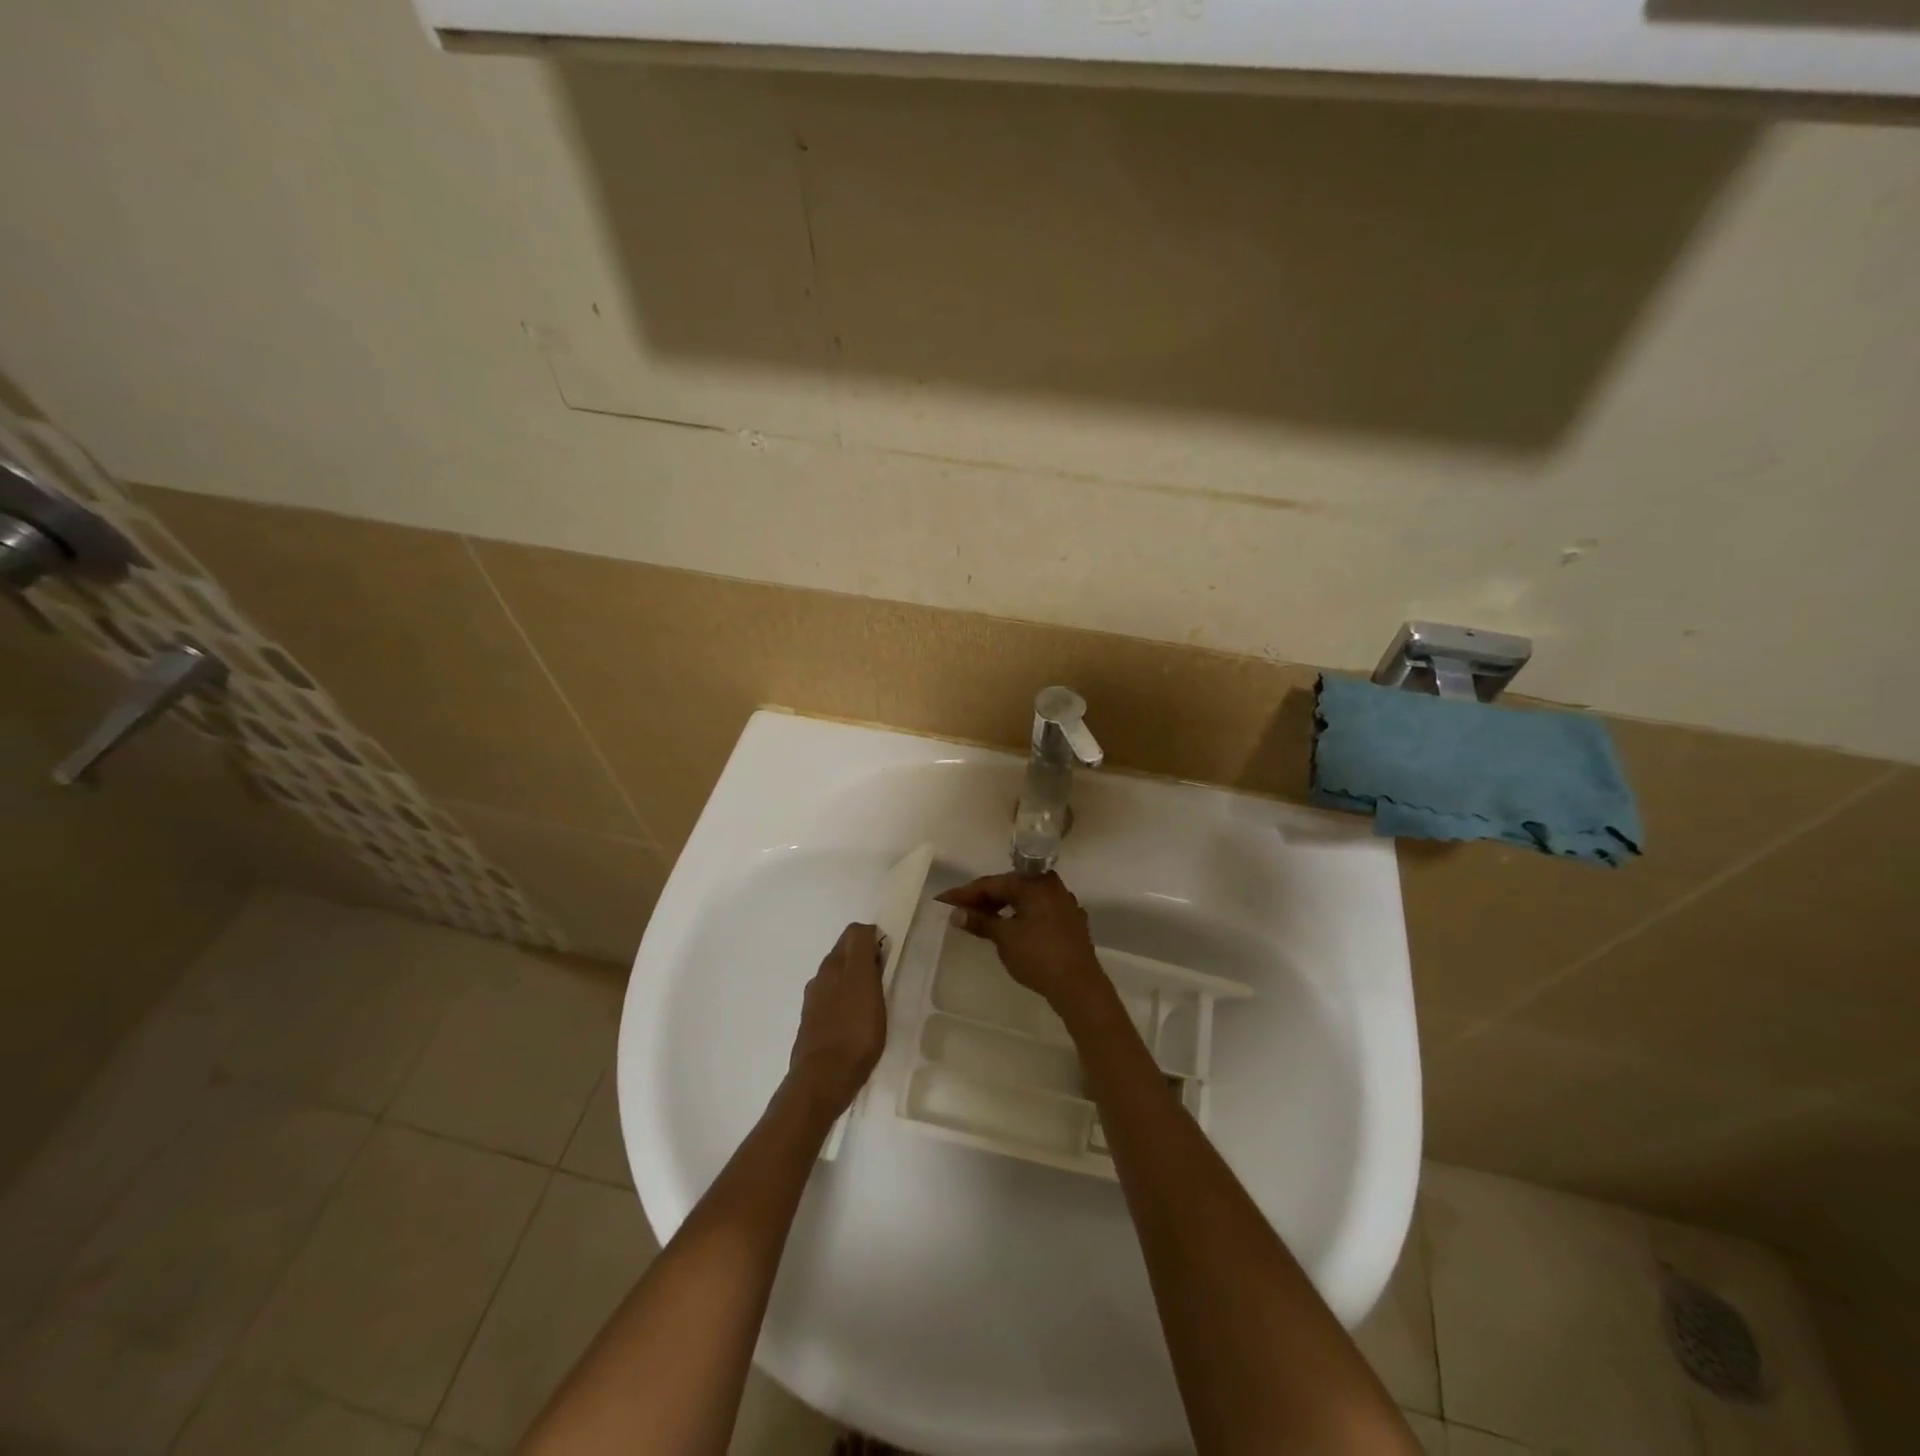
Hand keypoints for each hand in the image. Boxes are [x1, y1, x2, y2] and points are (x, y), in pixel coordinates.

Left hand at [787, 922, 887, 1116]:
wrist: (823, 1080)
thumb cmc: (853, 1030)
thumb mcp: (865, 983)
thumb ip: (863, 951)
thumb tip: (866, 929)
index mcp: (832, 965)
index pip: (853, 933)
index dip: (873, 939)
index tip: (889, 957)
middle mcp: (819, 979)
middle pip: (844, 956)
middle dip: (864, 959)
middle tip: (886, 979)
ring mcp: (814, 1004)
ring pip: (838, 980)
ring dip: (855, 982)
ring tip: (875, 1002)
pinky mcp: (814, 1027)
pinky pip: (834, 1003)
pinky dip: (848, 1003)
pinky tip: (858, 1021)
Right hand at [934, 872, 1106, 1011]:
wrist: (1079, 986)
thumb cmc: (1038, 956)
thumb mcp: (1004, 938)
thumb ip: (980, 921)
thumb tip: (956, 913)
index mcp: (1035, 883)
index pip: (993, 883)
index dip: (966, 893)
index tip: (944, 900)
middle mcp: (1052, 886)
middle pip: (1011, 887)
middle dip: (984, 898)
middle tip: (960, 909)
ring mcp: (1065, 904)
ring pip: (1026, 899)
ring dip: (1002, 907)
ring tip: (981, 918)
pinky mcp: (1071, 923)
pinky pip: (1039, 911)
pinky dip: (1021, 916)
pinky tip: (1010, 927)